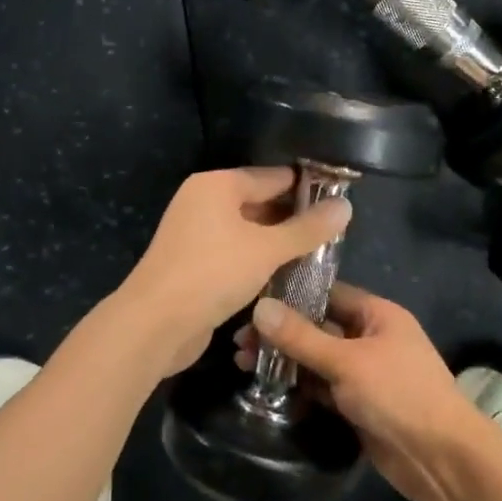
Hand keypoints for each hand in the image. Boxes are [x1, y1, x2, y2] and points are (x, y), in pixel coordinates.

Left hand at [123, 167, 351, 370]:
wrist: (155, 324)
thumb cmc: (213, 273)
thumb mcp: (268, 249)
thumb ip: (307, 229)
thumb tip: (346, 206)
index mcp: (217, 185)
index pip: (273, 176)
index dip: (307, 188)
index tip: (340, 203)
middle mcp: (203, 202)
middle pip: (259, 202)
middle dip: (293, 218)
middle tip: (334, 234)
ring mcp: (195, 233)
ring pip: (248, 231)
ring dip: (277, 243)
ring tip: (318, 255)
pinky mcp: (193, 263)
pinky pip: (234, 253)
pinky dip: (257, 260)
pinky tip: (284, 274)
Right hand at [233, 283, 482, 500]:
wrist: (441, 458)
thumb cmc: (399, 395)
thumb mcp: (347, 362)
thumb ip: (301, 337)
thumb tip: (259, 307)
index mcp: (376, 314)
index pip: (326, 293)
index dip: (289, 295)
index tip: (250, 301)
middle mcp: (370, 337)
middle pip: (317, 327)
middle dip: (280, 333)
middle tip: (238, 342)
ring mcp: (364, 373)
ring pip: (316, 359)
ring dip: (284, 361)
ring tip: (242, 364)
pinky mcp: (357, 404)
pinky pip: (322, 388)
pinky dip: (298, 387)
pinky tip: (266, 389)